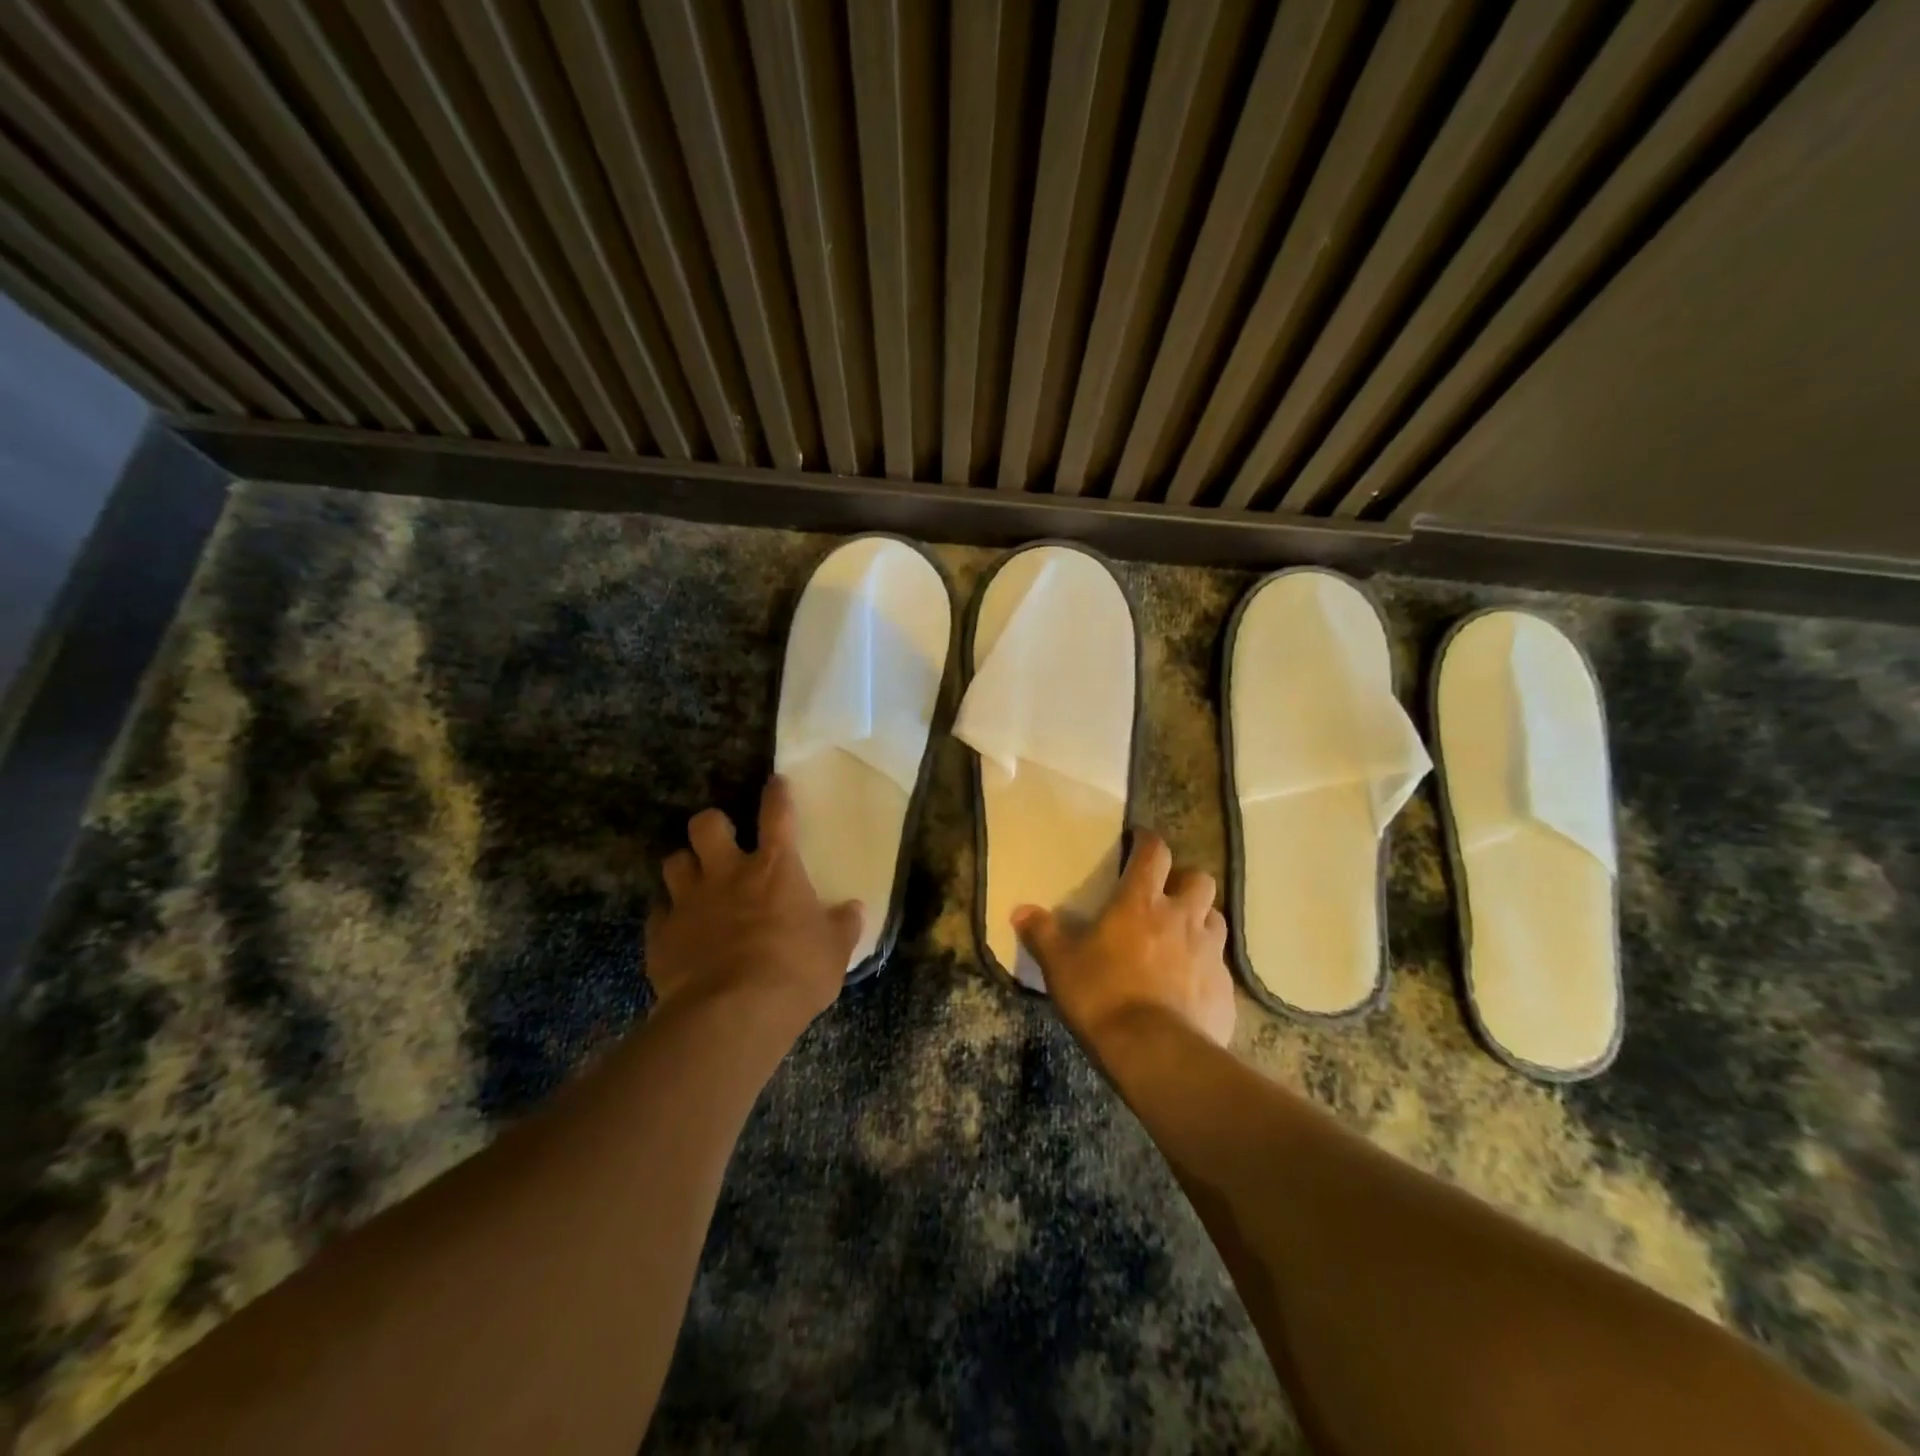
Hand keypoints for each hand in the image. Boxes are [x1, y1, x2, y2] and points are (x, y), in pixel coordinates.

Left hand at [645, 776, 862, 1033]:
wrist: (732, 1013)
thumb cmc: (794, 972)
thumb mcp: (834, 951)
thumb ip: (843, 926)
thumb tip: (855, 909)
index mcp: (775, 869)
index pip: (777, 815)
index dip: (777, 794)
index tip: (775, 782)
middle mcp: (728, 874)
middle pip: (707, 825)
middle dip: (712, 825)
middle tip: (722, 840)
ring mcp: (690, 902)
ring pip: (674, 861)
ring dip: (685, 866)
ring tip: (695, 882)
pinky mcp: (662, 935)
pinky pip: (658, 913)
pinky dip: (669, 916)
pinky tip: (678, 930)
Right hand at [1012, 832, 1235, 1051]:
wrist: (1155, 1053)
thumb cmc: (1102, 996)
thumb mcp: (1060, 964)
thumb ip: (1042, 933)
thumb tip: (1020, 911)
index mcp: (1141, 902)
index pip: (1155, 853)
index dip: (1149, 842)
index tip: (1140, 842)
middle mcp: (1182, 917)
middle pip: (1199, 879)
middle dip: (1185, 882)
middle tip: (1166, 897)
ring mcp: (1210, 952)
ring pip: (1216, 919)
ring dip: (1201, 920)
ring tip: (1182, 938)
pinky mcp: (1225, 988)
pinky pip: (1220, 965)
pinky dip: (1206, 967)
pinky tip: (1190, 986)